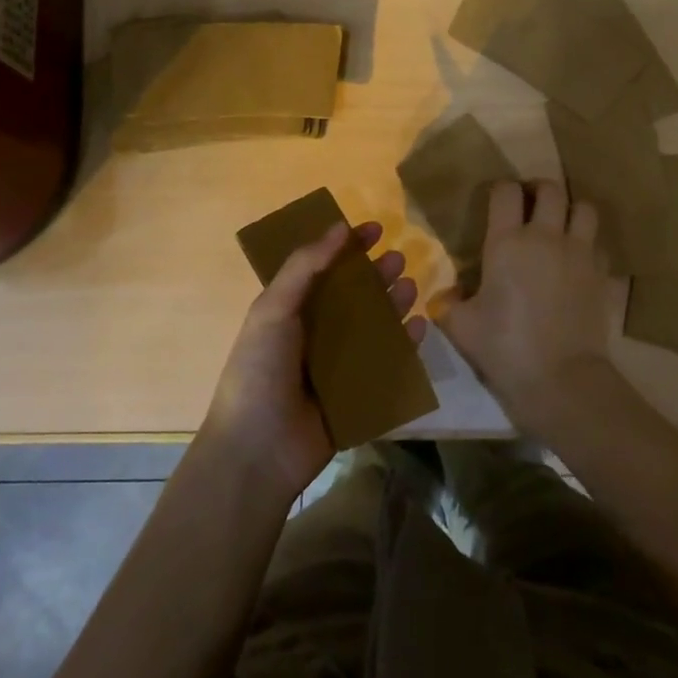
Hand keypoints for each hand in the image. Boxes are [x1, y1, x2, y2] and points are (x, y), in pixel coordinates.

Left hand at [203, 220, 420, 499]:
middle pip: (354, 296)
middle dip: (376, 275)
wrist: (258, 451)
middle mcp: (316, 334)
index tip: (374, 229)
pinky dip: (405, 345)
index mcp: (291, 311)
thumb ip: (305, 266)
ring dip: (393, 304)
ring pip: (374, 327)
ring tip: (410, 287)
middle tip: (398, 258)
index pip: (324, 269)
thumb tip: (339, 226)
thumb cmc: (259, 370)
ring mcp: (338, 366)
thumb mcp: (273, 308)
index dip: (347, 247)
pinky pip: (388, 364)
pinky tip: (419, 327)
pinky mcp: (359, 395)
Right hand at [439, 180, 614, 438]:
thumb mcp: (461, 327)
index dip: (501, 189)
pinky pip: (599, 245)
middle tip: (530, 206)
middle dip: (539, 190)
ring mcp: (580, 253)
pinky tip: (578, 261)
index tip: (497, 201)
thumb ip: (449, 303)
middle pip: (551, 188)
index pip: (506, 191)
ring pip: (584, 208)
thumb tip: (448, 294)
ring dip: (572, 210)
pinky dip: (589, 245)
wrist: (561, 378)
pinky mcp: (602, 275)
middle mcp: (546, 236)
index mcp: (507, 241)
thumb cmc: (505, 348)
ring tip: (561, 225)